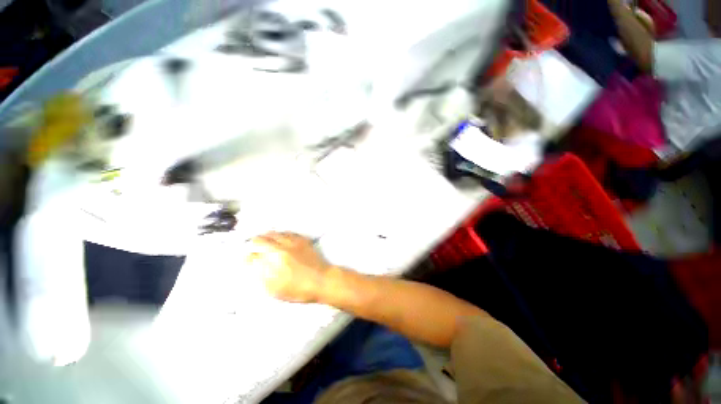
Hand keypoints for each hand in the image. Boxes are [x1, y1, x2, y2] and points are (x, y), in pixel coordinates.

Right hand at [245, 232, 330, 302]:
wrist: (321, 280)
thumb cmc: (298, 288)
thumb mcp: (275, 287)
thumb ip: (261, 273)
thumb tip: (252, 260)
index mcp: (274, 257)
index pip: (255, 250)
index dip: (249, 254)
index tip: (248, 257)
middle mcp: (283, 246)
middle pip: (265, 238)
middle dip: (256, 241)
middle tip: (254, 245)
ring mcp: (294, 242)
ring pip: (277, 233)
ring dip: (268, 236)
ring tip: (265, 239)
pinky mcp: (304, 241)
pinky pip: (290, 233)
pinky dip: (282, 234)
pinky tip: (282, 236)